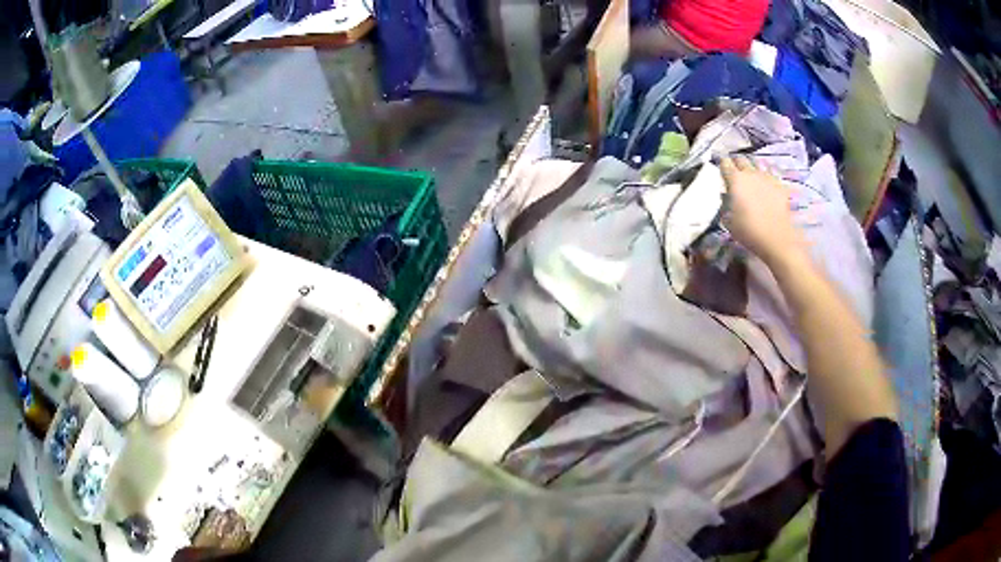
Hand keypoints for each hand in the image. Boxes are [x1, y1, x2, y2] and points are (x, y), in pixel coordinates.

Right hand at [720, 156, 804, 266]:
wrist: (776, 238)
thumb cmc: (749, 231)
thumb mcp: (729, 221)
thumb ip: (726, 205)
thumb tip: (727, 199)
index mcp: (735, 180)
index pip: (724, 163)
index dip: (722, 166)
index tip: (722, 173)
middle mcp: (750, 173)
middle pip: (741, 159)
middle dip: (736, 164)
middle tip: (735, 174)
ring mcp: (767, 177)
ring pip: (757, 164)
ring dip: (752, 169)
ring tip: (752, 179)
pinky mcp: (780, 185)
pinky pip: (771, 175)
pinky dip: (767, 178)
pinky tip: (767, 186)